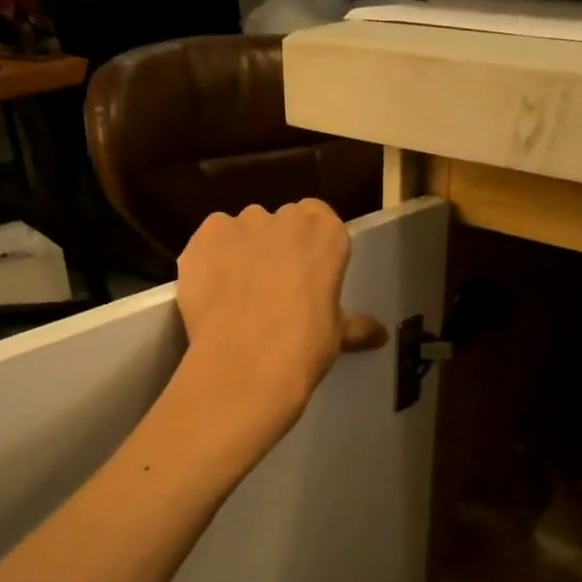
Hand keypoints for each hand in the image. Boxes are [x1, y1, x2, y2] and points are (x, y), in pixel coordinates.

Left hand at [174, 201, 385, 448]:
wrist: (246, 365)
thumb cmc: (305, 346)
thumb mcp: (338, 334)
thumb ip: (356, 325)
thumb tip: (381, 334)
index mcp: (325, 233)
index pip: (318, 217)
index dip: (307, 243)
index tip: (304, 270)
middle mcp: (283, 218)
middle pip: (277, 223)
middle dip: (273, 247)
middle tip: (270, 287)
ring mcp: (238, 225)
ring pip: (238, 232)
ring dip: (239, 253)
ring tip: (236, 295)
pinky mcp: (201, 240)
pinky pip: (206, 246)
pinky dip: (207, 263)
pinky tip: (210, 296)